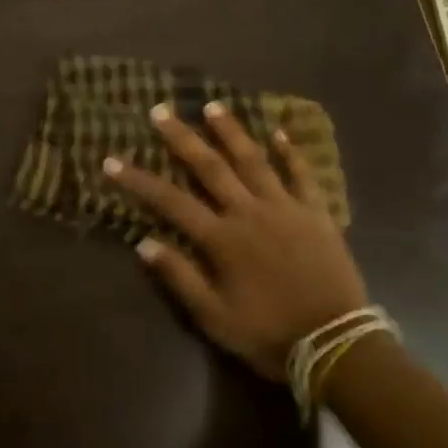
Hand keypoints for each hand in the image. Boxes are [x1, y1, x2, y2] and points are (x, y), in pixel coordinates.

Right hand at [103, 102, 367, 379]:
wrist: (336, 342)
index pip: (170, 202)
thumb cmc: (269, 334)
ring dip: (232, 132)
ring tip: (213, 105)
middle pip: (210, 167)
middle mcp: (250, 212)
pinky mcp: (316, 213)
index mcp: (222, 239)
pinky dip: (290, 152)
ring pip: (254, 160)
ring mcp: (286, 208)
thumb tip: (143, 243)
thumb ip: (180, 277)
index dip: (138, 180)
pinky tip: (280, 132)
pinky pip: (302, 174)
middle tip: (161, 111)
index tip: (112, 161)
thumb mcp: (215, 318)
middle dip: (182, 138)